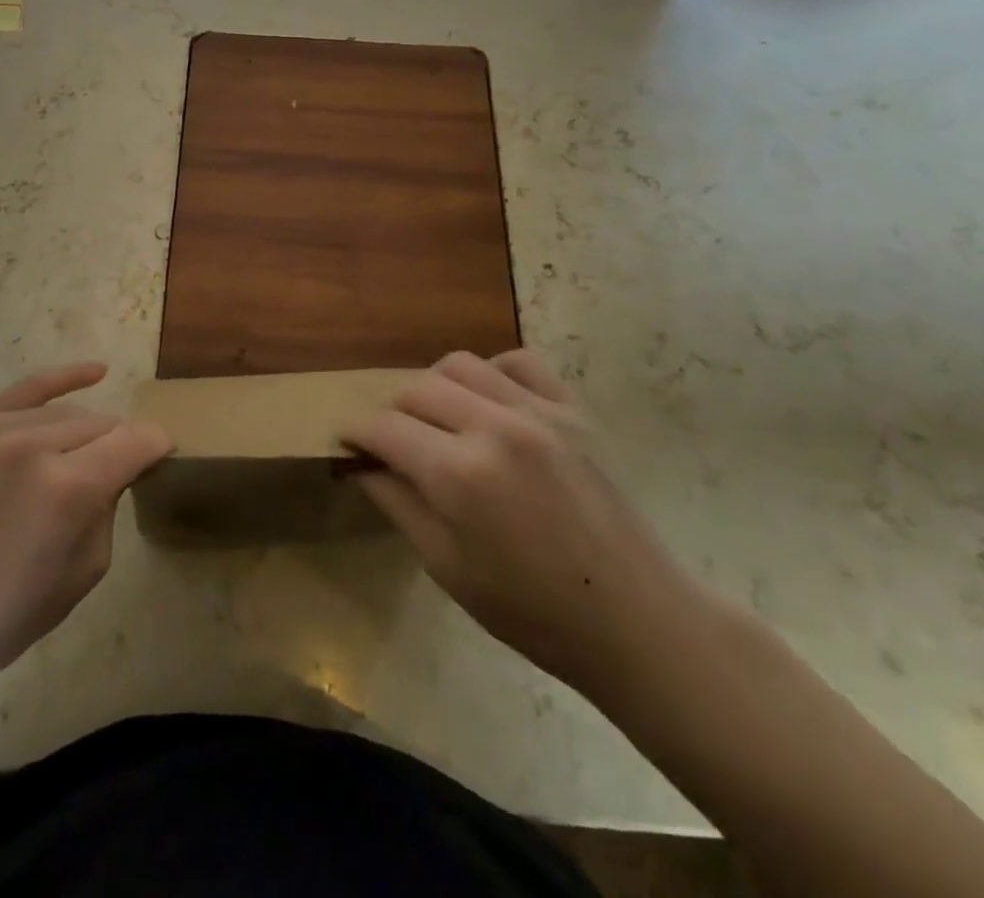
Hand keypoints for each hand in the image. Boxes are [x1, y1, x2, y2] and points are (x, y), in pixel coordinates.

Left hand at [0, 363, 170, 712]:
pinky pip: (28, 389)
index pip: (138, 441)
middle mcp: (35, 446)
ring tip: (85, 464)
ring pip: (72, 413)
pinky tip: (95, 371)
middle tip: (118, 481)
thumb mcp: (85, 571)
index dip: (158, 450)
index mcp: (68, 488)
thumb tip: (116, 469)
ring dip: (89, 435)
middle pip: (106, 425)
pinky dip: (63, 378)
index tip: (164, 463)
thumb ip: (109, 505)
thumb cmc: (7, 615)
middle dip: (120, 448)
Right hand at [345, 349, 705, 700]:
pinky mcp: (573, 408)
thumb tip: (362, 464)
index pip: (384, 428)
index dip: (356, 433)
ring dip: (434, 387)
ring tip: (438, 420)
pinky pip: (518, 362)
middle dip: (392, 412)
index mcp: (458, 474)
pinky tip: (490, 402)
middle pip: (416, 388)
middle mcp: (493, 426)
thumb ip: (398, 503)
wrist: (637, 620)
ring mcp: (538, 411)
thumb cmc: (533, 612)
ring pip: (460, 365)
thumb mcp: (447, 568)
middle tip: (392, 442)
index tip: (346, 441)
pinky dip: (492, 372)